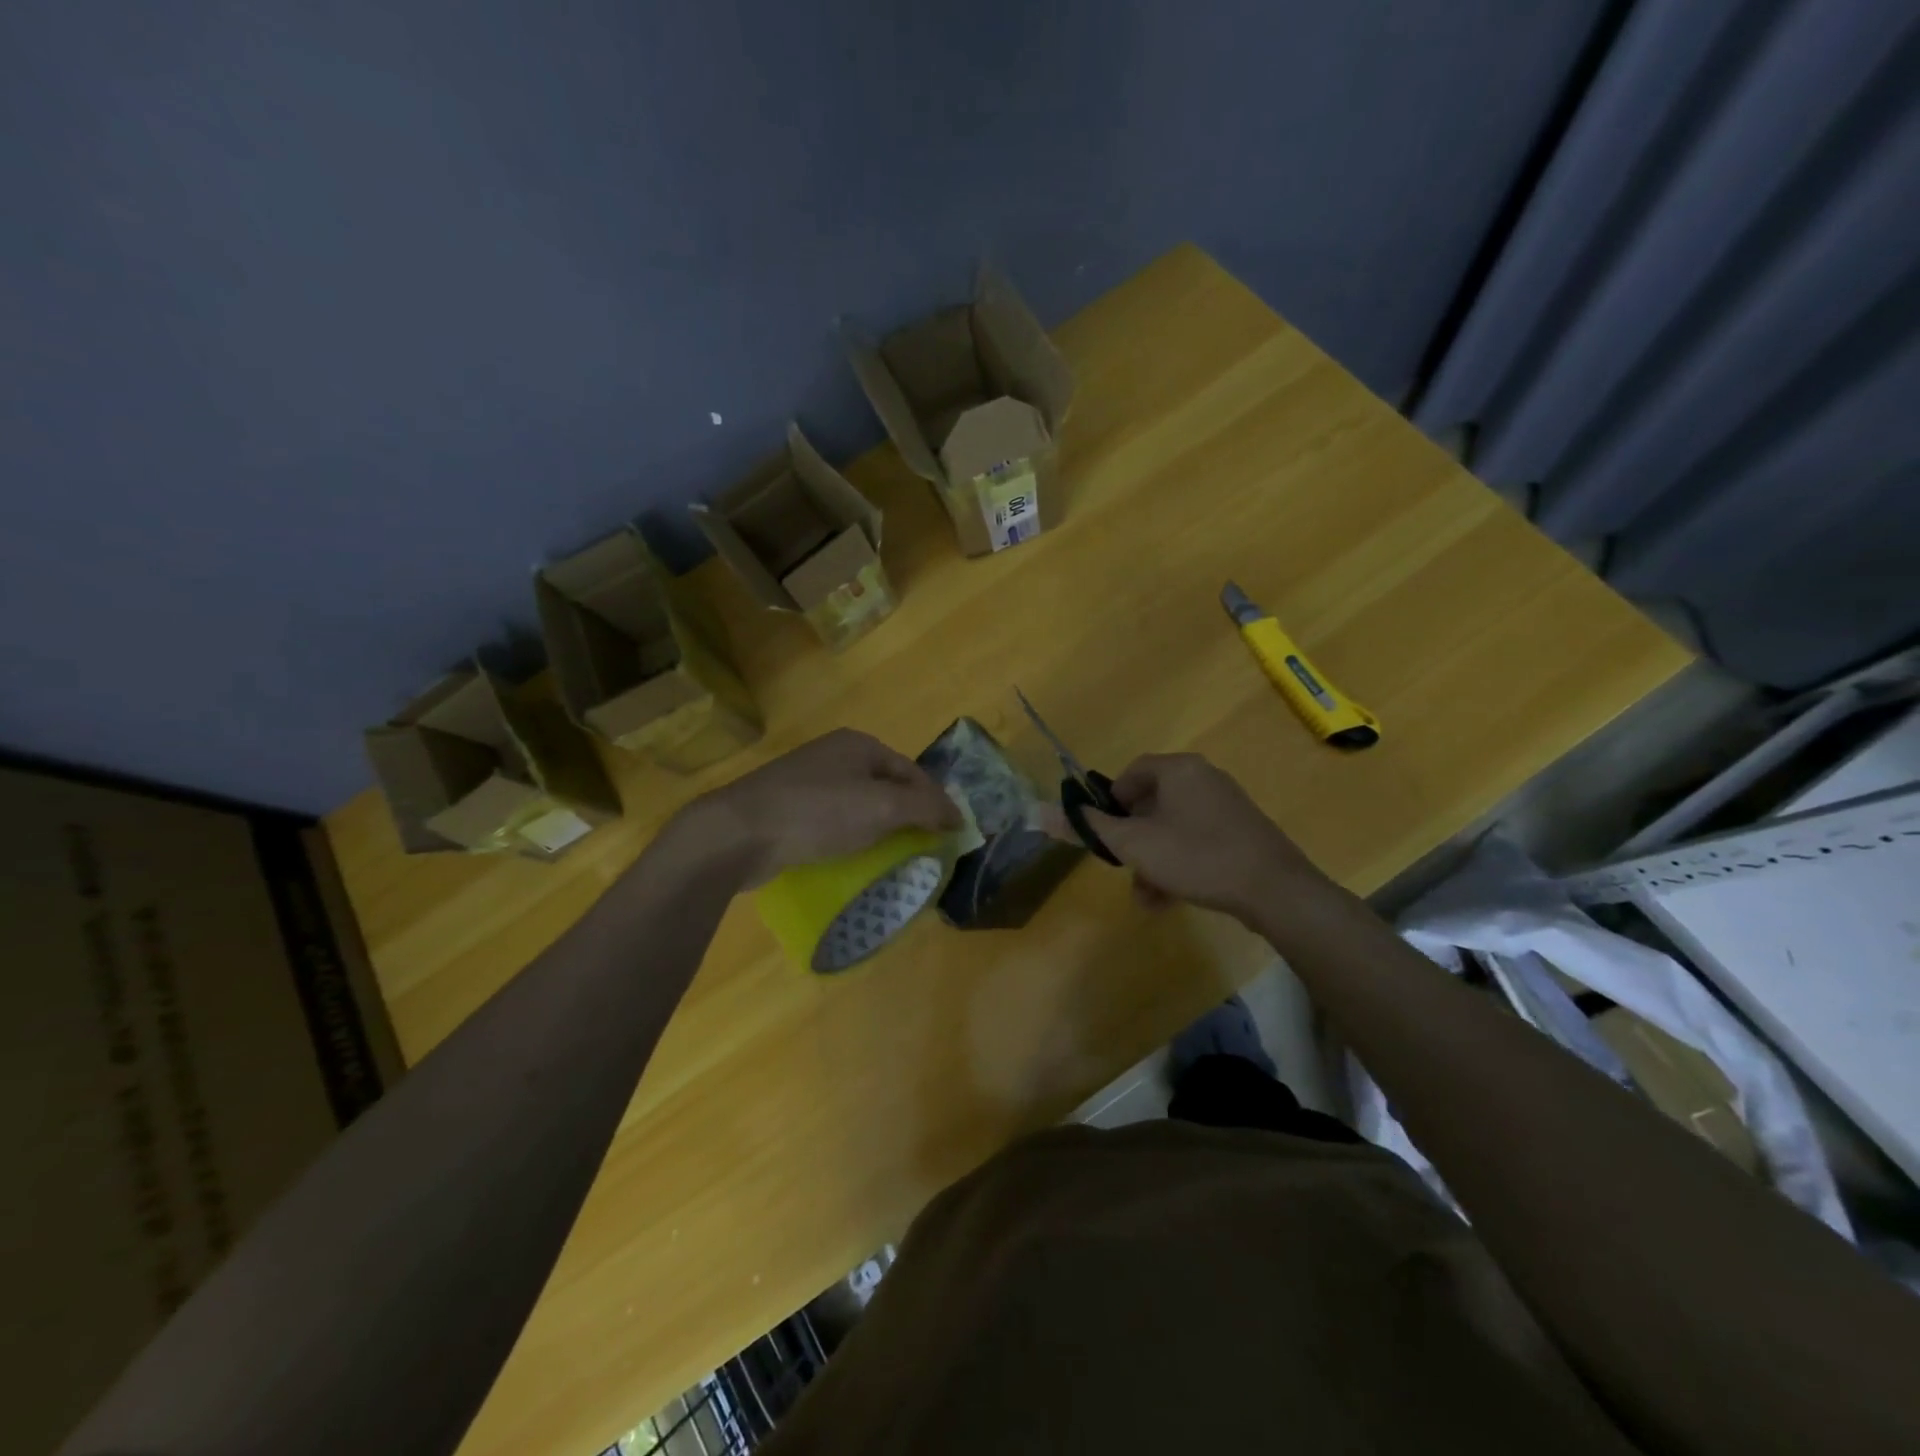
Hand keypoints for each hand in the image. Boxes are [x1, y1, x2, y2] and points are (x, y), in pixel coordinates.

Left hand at [679, 729, 959, 886]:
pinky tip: (851, 859)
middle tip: (924, 849)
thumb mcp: (882, 807)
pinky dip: (849, 838)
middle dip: (907, 816)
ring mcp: (806, 781)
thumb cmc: (818, 813)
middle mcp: (834, 755)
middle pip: (886, 786)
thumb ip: (925, 807)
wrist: (738, 833)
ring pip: (858, 805)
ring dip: (879, 830)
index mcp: (859, 745)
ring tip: (892, 858)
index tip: (951, 834)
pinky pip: (832, 821)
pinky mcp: (787, 809)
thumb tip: (958, 815)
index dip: (936, 801)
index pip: (913, 771)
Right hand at [1067, 753, 1330, 919]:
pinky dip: (1179, 864)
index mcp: (1178, 769)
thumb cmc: (1196, 856)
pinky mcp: (1241, 832)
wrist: (1275, 890)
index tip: (1104, 835)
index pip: (1130, 774)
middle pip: (1150, 804)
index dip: (1109, 804)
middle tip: (1123, 868)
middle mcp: (1203, 778)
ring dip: (1152, 861)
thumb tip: (1039, 810)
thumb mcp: (1133, 845)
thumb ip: (1089, 827)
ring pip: (1172, 829)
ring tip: (1147, 896)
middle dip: (1132, 842)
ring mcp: (1226, 806)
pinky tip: (1171, 899)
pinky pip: (1196, 841)